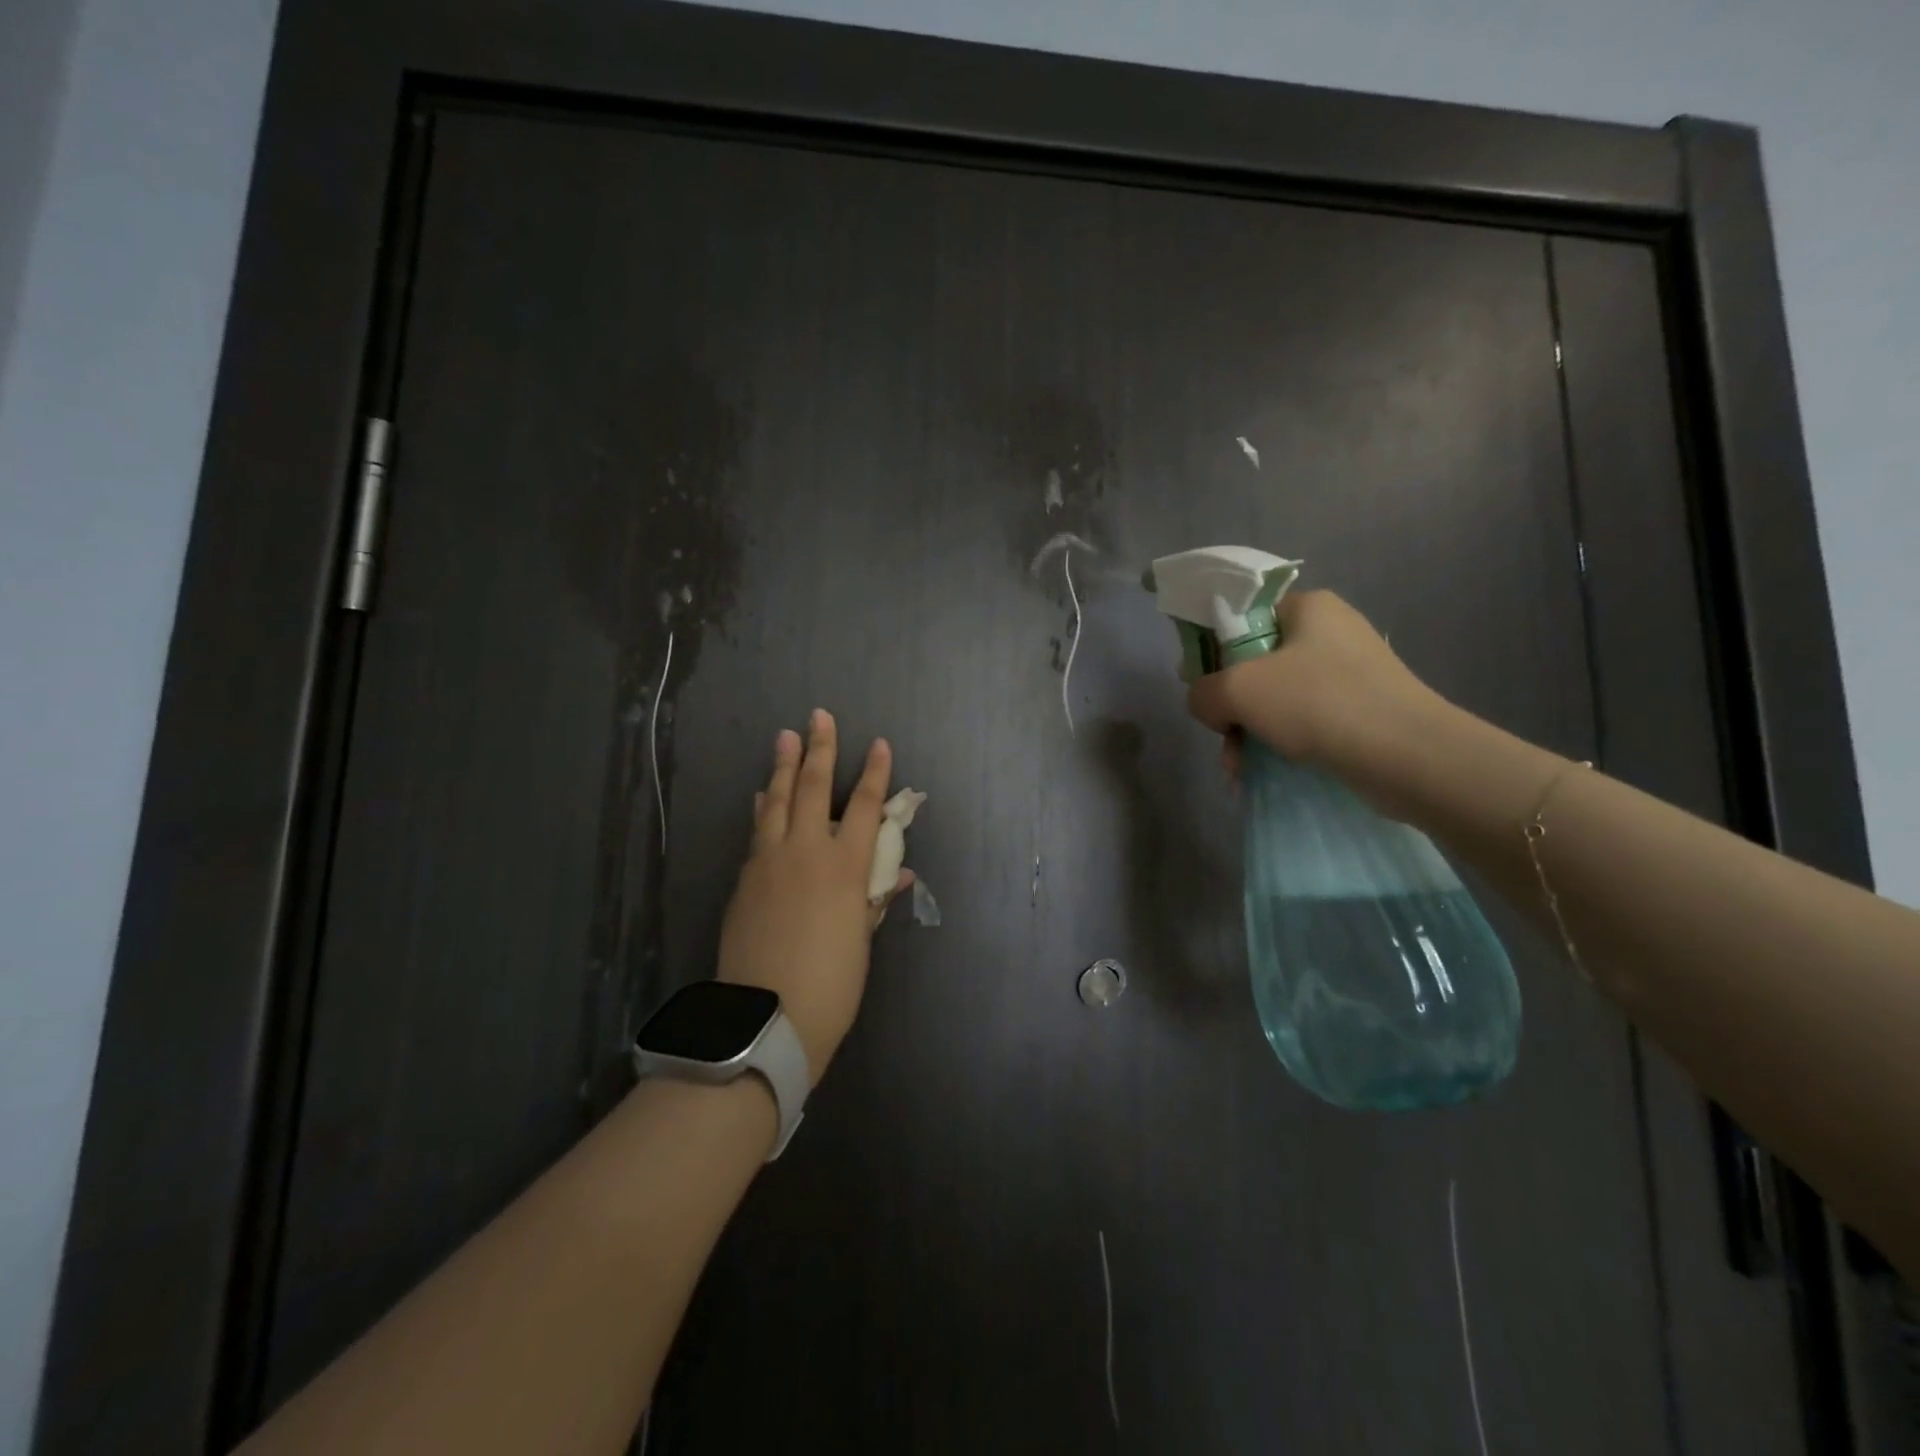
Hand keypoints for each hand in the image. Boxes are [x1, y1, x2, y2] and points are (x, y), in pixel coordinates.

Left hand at [717, 710, 909, 1084]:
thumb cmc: (832, 984)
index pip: (865, 807)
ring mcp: (769, 862)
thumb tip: (900, 874)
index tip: (880, 744)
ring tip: (785, 736)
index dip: (875, 773)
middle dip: (820, 749)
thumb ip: (877, 899)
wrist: (766, 1018)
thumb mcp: (862, 941)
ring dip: (782, 766)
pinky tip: (761, 796)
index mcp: (845, 867)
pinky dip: (762, 808)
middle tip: (819, 716)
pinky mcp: (745, 879)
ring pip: (776, 801)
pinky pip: (757, 831)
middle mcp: (806, 852)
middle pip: (814, 788)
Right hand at [1186, 589, 1450, 812]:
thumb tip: (1208, 706)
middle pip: (1255, 663)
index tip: (1205, 688)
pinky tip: (1260, 774)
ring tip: (1238, 769)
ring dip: (1248, 732)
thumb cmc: (1318, 704)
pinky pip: (1304, 721)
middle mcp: (1331, 632)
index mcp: (1307, 607)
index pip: (1242, 618)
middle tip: (1223, 736)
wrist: (1408, 756)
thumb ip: (1202, 692)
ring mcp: (1350, 672)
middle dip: (1230, 706)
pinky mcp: (1362, 709)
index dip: (1213, 652)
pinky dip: (1279, 745)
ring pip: (1276, 698)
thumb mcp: (1237, 690)